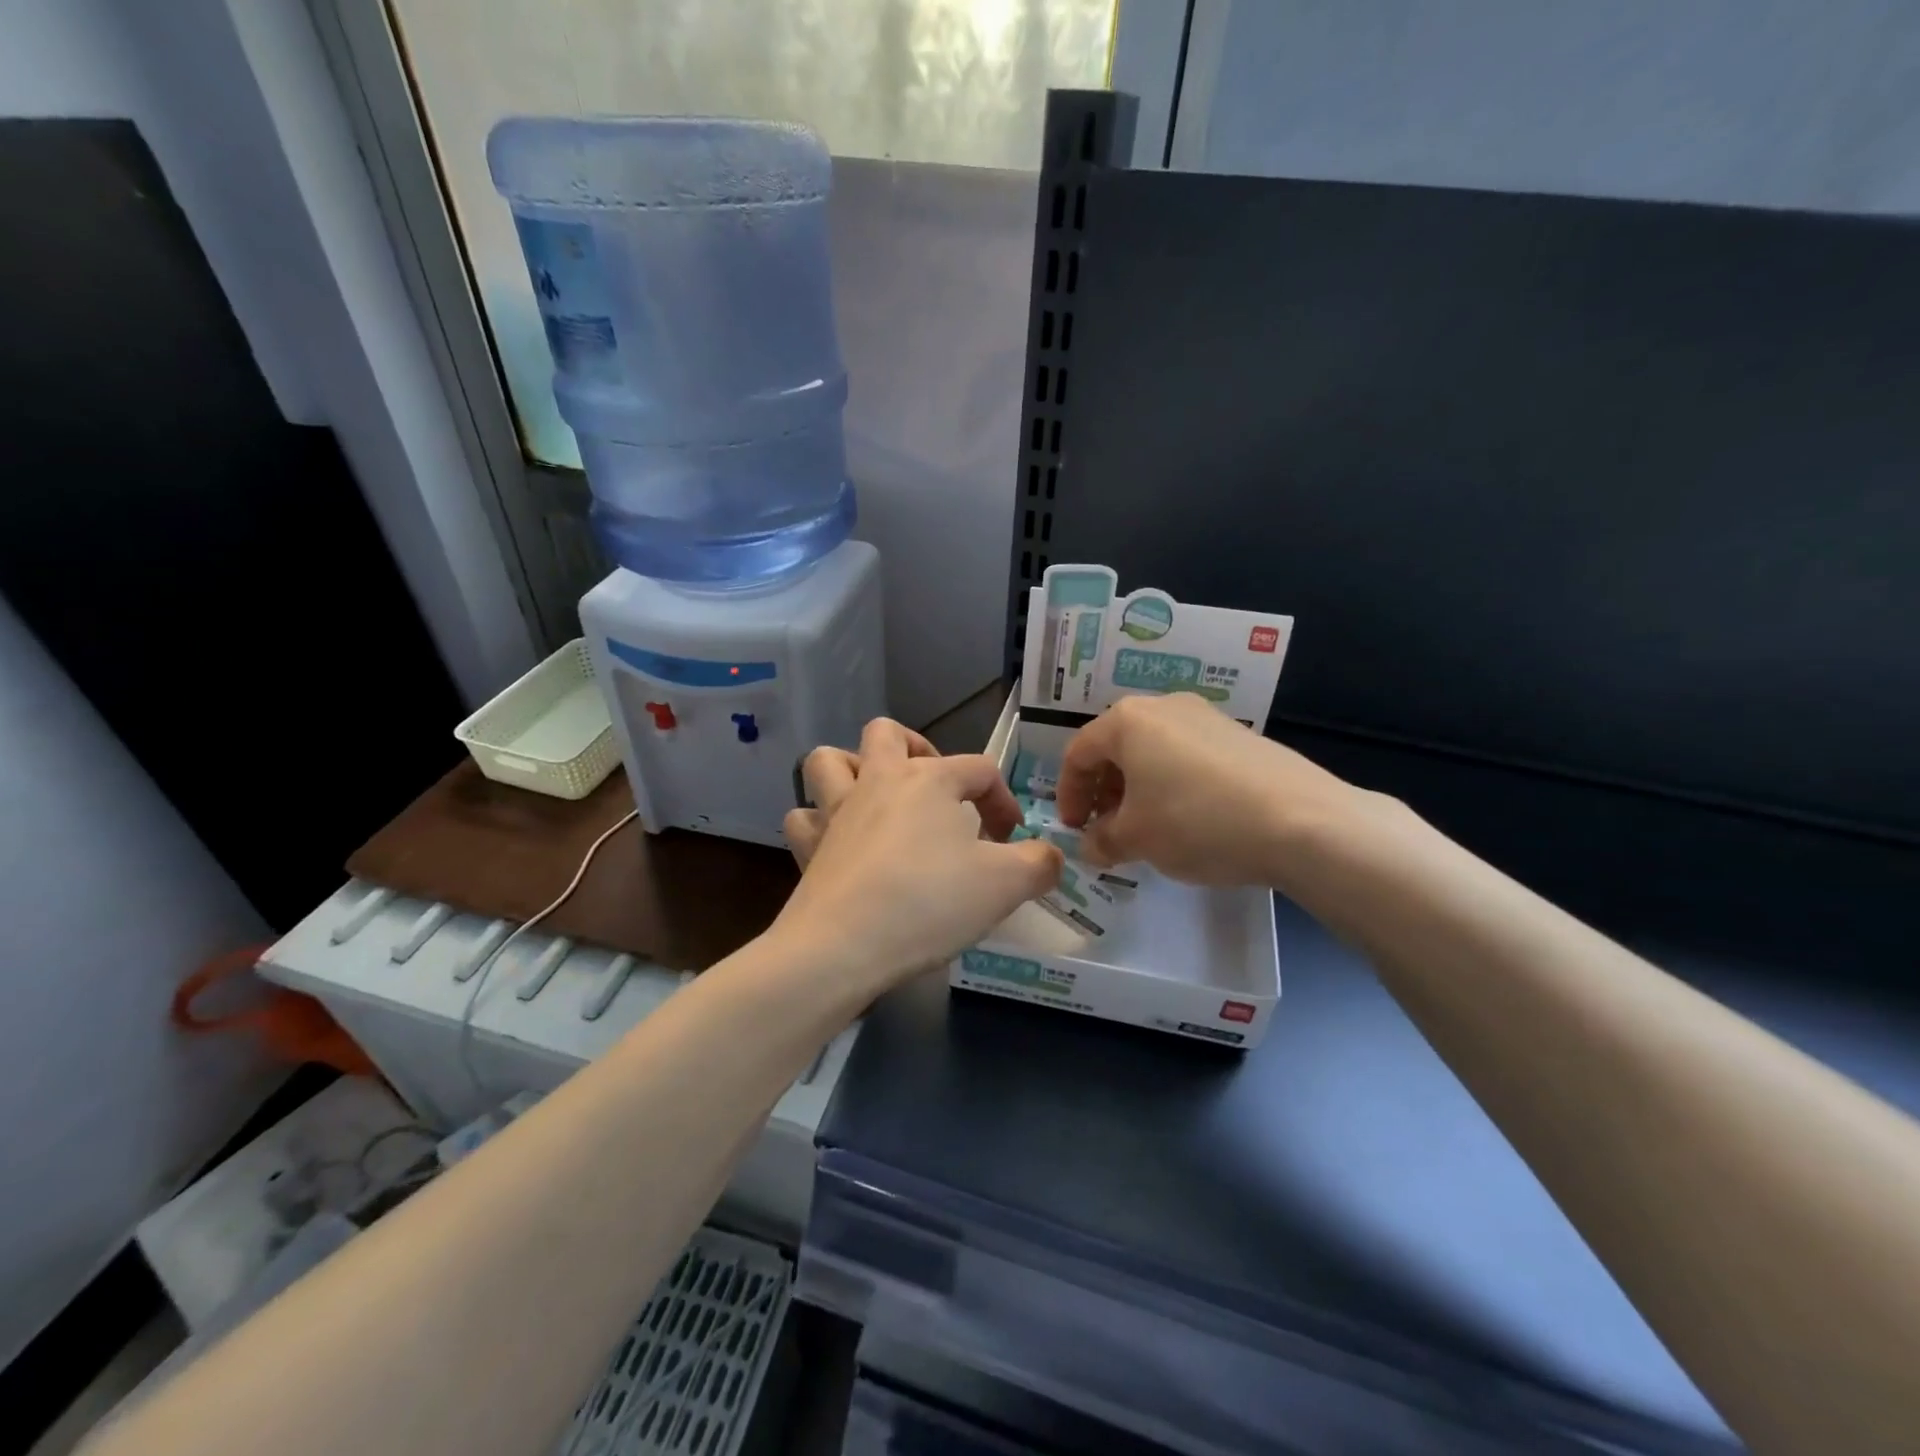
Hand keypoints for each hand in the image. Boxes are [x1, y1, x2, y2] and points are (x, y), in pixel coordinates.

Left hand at [774, 719, 1062, 988]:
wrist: (843, 946)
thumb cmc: (930, 903)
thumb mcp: (1005, 884)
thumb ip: (1039, 864)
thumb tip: (1051, 857)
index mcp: (929, 780)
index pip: (979, 769)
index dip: (1002, 799)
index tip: (1012, 838)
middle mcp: (878, 782)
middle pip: (888, 734)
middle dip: (915, 749)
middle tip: (935, 788)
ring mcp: (835, 812)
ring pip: (829, 760)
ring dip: (852, 769)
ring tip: (876, 798)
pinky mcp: (807, 848)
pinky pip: (804, 818)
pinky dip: (818, 822)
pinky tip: (838, 843)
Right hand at [1055, 693, 1378, 886]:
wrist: (1302, 821)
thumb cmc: (1197, 822)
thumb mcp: (1136, 839)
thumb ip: (1101, 841)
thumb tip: (1091, 846)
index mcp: (1128, 721)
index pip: (1079, 753)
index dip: (1068, 794)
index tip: (1074, 829)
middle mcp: (1164, 707)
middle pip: (1116, 747)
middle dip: (1103, 791)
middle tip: (1106, 829)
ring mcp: (1206, 717)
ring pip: (1153, 751)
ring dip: (1137, 789)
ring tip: (1146, 827)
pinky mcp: (1239, 735)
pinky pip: (1186, 756)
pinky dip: (1171, 784)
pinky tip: (1187, 819)